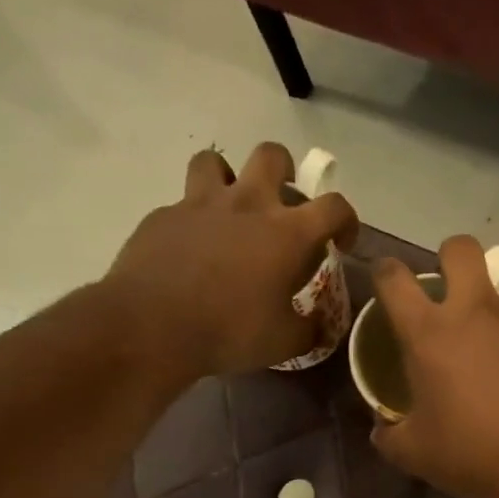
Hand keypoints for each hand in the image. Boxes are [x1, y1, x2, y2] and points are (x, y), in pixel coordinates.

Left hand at [106, 143, 357, 374]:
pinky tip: (190, 249)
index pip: (334, 206)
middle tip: (282, 201)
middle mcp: (247, 204)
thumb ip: (308, 329)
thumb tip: (319, 327)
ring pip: (216, 162)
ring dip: (228, 178)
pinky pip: (182, 204)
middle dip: (285, 170)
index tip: (339, 243)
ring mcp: (200, 204)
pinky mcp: (163, 216)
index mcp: (287, 233)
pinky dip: (192, 219)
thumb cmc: (230, 331)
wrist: (152, 326)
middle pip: (272, 155)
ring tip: (229, 208)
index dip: (346, 221)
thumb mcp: (284, 342)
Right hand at [369, 236, 498, 497]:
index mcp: (431, 333)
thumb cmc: (476, 452)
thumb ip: (391, 436)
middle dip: (448, 259)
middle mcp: (477, 311)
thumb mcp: (418, 455)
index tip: (386, 283)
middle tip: (448, 293)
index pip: (394, 278)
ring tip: (495, 362)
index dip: (384, 272)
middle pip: (459, 249)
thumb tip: (382, 430)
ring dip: (490, 314)